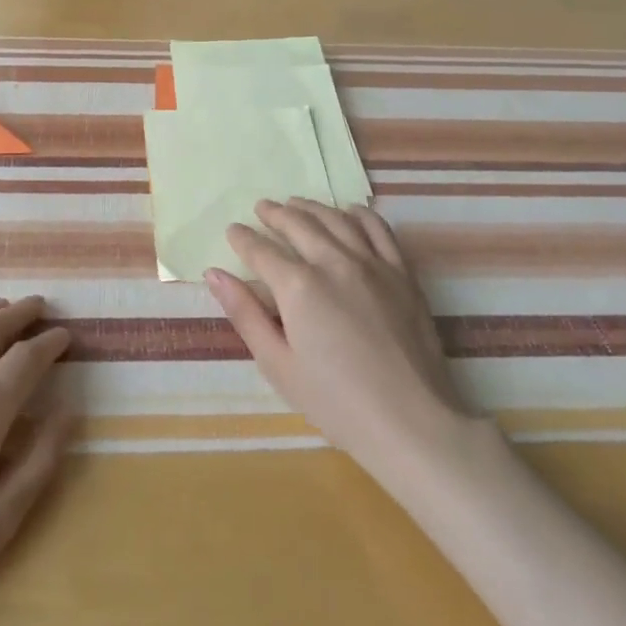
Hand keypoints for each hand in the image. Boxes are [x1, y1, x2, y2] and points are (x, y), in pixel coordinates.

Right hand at [207, 199, 464, 474]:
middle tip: (261, 208)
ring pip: (336, 220)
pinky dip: (360, 214)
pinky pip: (379, 230)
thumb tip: (214, 275)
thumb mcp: (277, 364)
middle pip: (298, 225)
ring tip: (296, 203)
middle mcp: (334, 262)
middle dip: (275, 214)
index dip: (243, 239)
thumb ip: (244, 314)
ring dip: (311, 207)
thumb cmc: (335, 401)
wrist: (410, 421)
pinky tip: (349, 211)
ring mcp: (373, 264)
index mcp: (298, 286)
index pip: (261, 250)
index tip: (233, 230)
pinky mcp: (402, 274)